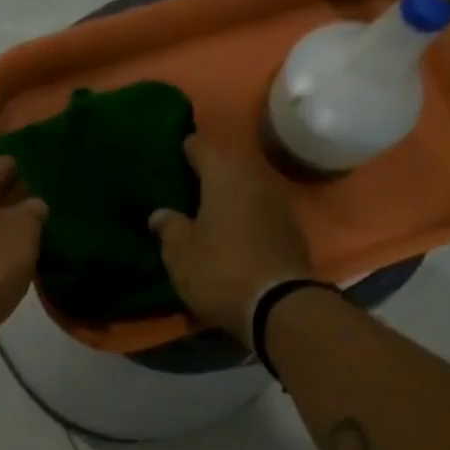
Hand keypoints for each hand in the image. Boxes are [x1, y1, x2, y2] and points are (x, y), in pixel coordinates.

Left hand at [0, 157, 47, 388]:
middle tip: (50, 227)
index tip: (56, 196)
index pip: (5, 166)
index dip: (32, 178)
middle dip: (16, 210)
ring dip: (3, 242)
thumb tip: (32, 207)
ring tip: (35, 255)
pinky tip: (10, 279)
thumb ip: (33, 212)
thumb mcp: (23, 230)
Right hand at [148, 136, 312, 343]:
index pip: (204, 150)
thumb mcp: (180, 253)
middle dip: (211, 170)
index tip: (181, 145)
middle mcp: (255, 183)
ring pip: (247, 190)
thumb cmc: (219, 270)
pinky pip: (260, 213)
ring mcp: (278, 206)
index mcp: (225, 179)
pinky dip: (245, 215)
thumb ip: (169, 228)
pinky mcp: (289, 232)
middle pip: (230, 167)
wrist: (278, 304)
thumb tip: (160, 213)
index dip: (190, 147)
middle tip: (191, 177)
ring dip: (230, 194)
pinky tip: (232, 228)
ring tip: (210, 204)